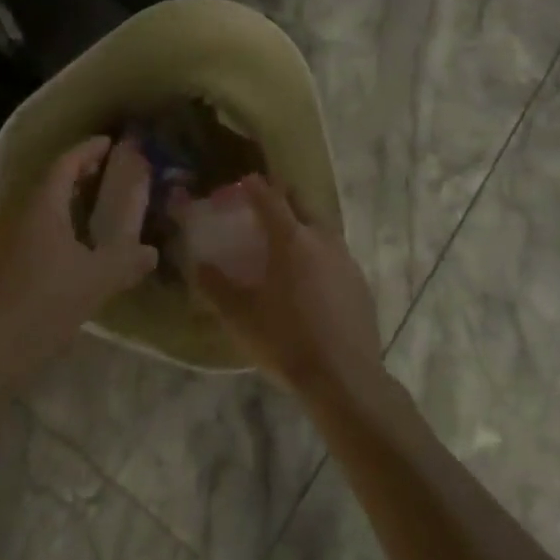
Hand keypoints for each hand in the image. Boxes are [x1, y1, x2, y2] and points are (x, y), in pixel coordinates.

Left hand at [0, 137, 157, 380]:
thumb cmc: (40, 304)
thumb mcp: (94, 282)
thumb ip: (125, 262)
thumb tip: (152, 251)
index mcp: (42, 206)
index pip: (65, 163)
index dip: (88, 150)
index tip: (110, 143)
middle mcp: (20, 214)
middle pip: (51, 181)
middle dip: (79, 173)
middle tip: (109, 172)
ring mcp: (6, 239)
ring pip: (41, 207)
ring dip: (67, 200)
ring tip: (97, 206)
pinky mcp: (1, 265)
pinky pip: (35, 230)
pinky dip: (58, 225)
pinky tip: (75, 248)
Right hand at [176, 174, 382, 400]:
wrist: (344, 378)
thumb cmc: (285, 341)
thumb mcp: (240, 316)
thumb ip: (216, 286)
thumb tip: (198, 265)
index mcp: (290, 239)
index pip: (270, 198)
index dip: (255, 187)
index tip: (244, 181)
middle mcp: (321, 238)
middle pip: (301, 204)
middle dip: (282, 198)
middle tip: (264, 205)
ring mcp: (346, 259)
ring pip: (322, 227)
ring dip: (303, 224)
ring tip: (287, 240)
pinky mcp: (360, 282)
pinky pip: (336, 254)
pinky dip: (320, 252)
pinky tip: (312, 276)